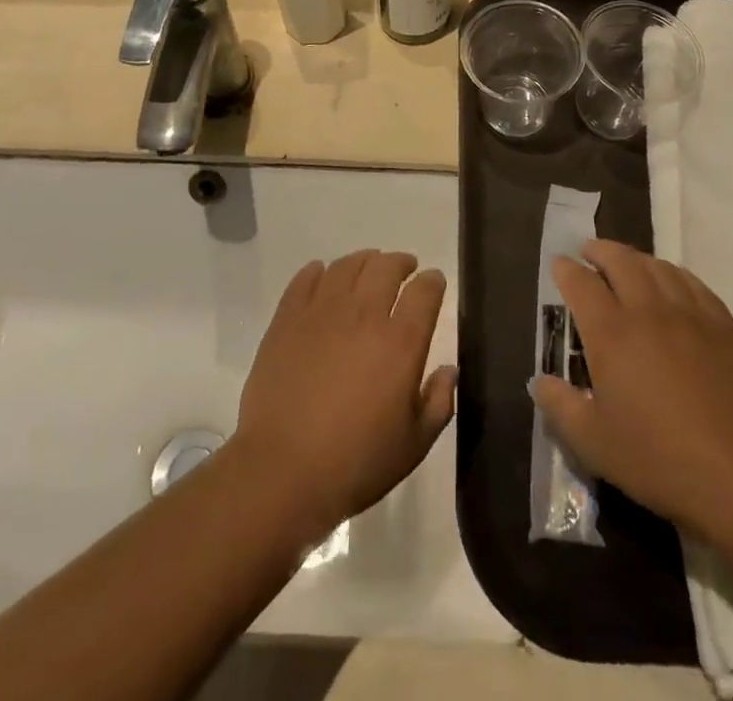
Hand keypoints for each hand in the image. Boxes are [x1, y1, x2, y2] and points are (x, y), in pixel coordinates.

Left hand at [232, 250, 457, 538]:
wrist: (283, 470)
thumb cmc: (356, 463)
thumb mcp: (413, 445)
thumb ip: (438, 403)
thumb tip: (449, 370)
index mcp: (401, 343)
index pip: (424, 291)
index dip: (433, 281)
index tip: (433, 282)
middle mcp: (364, 314)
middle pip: (386, 266)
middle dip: (400, 263)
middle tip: (404, 269)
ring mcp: (323, 311)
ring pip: (348, 265)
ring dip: (364, 261)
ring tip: (367, 269)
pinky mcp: (288, 318)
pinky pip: (306, 278)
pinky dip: (319, 271)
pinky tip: (323, 276)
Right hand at [531, 240, 732, 535]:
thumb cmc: (659, 460)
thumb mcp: (594, 443)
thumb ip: (560, 406)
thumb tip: (539, 380)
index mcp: (611, 333)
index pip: (581, 283)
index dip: (566, 269)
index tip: (559, 264)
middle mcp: (648, 311)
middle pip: (620, 260)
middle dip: (600, 250)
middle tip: (589, 252)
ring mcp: (690, 315)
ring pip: (658, 267)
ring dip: (636, 258)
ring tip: (627, 264)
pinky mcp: (724, 327)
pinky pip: (693, 283)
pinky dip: (674, 274)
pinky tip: (672, 283)